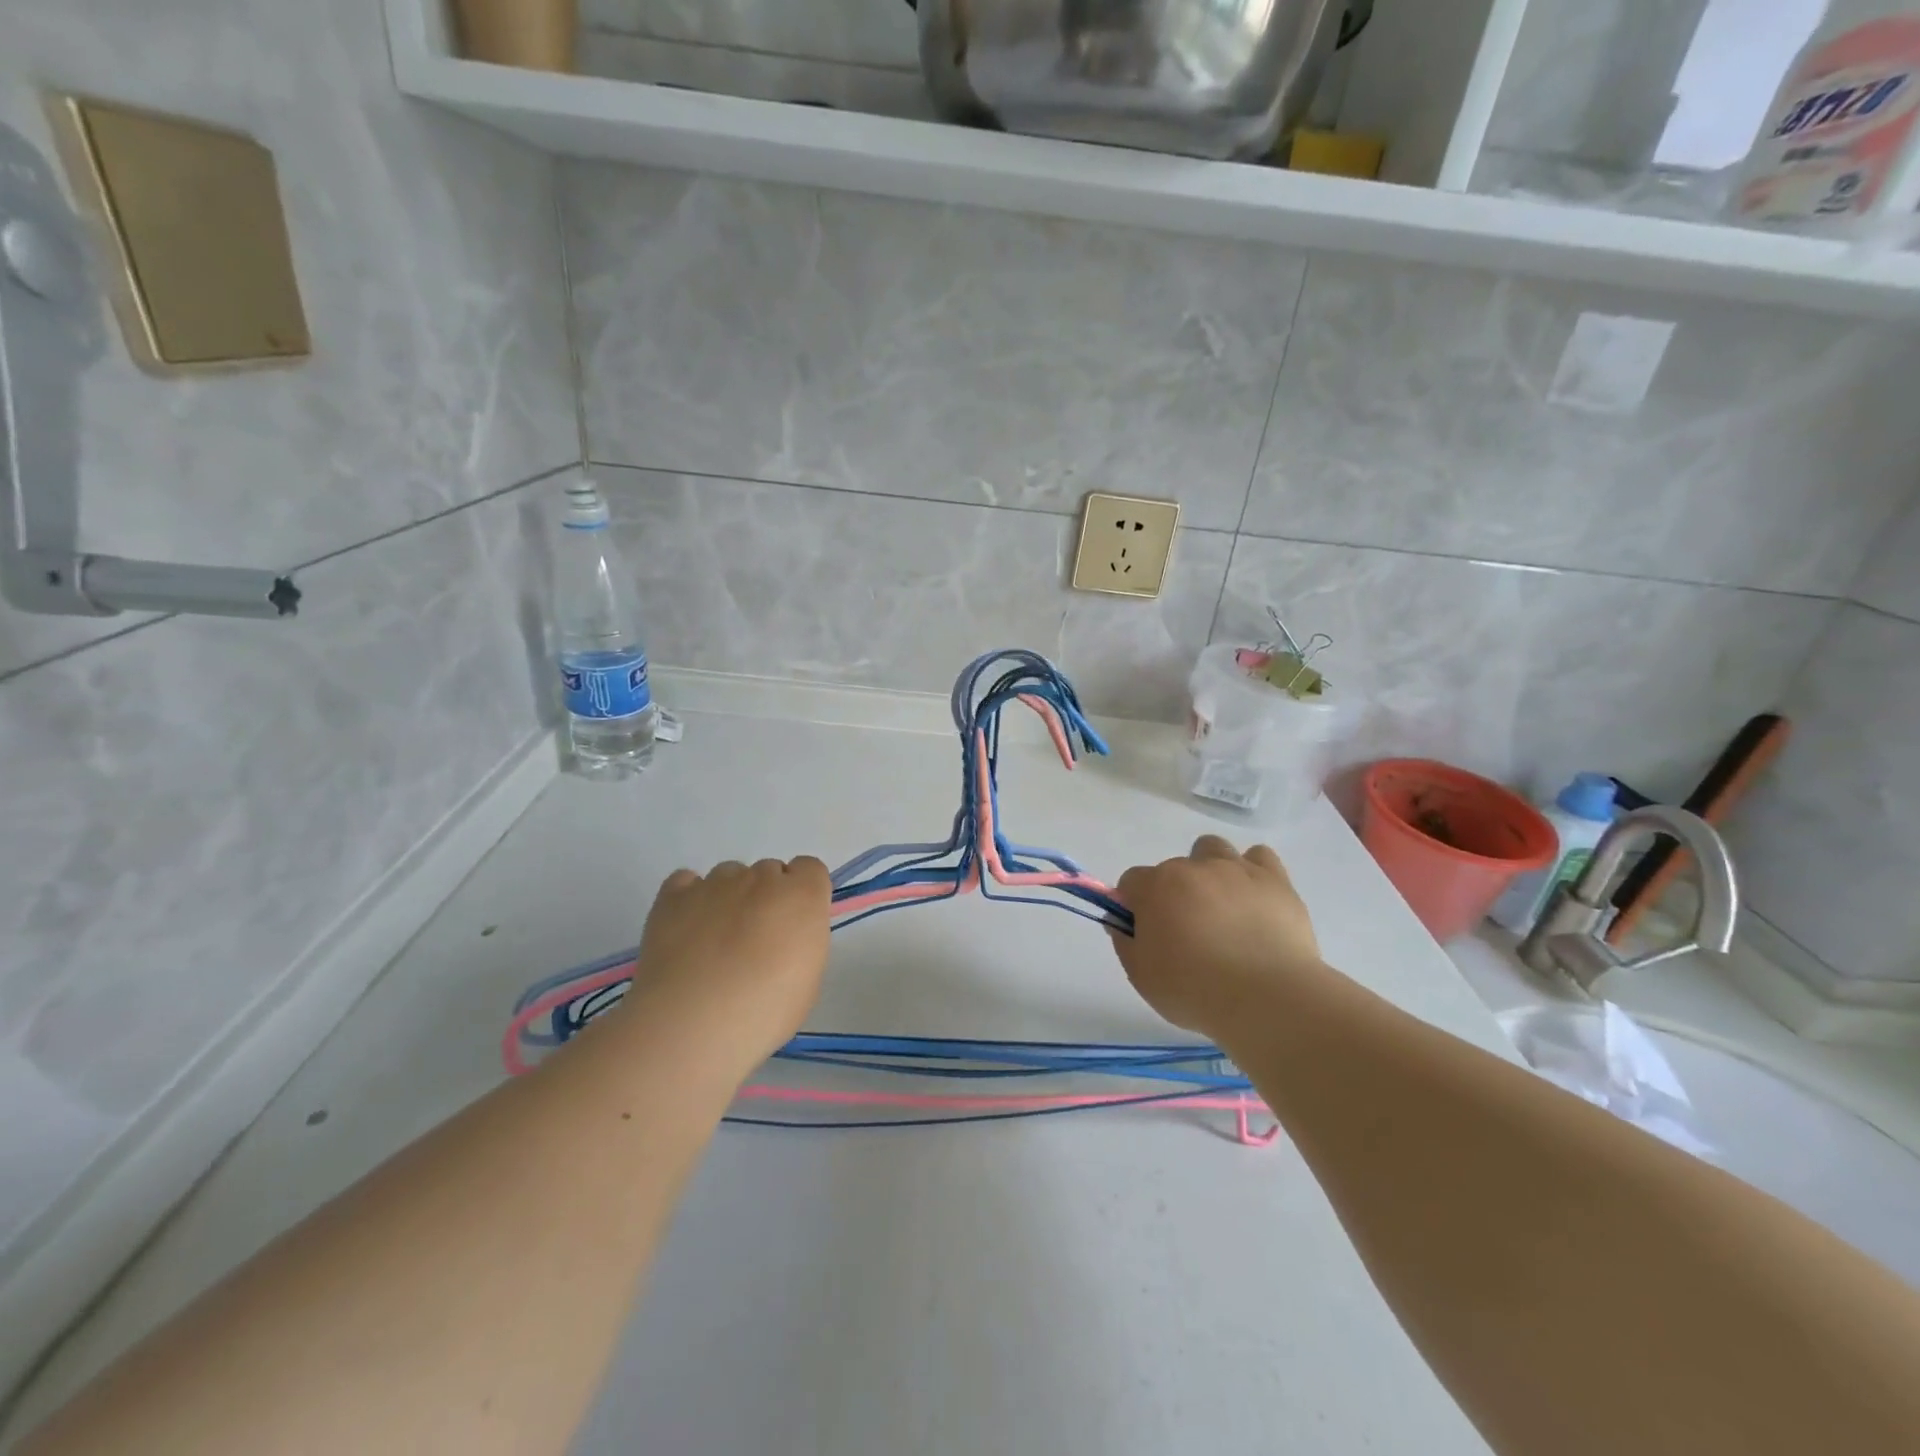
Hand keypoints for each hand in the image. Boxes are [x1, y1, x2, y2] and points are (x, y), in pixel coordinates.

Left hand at [621, 856, 832, 1074]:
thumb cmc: (764, 1012)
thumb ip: (802, 942)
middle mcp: (761, 878)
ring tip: (714, 942)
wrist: (693, 1024)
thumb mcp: (808, 981)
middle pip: (769, 872)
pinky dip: (689, 899)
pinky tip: (686, 930)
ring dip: (729, 898)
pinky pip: (686, 882)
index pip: (810, 869)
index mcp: (802, 896)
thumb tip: (785, 937)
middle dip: (765, 898)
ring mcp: (715, 883)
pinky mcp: (673, 896)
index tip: (793, 926)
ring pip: (729, 875)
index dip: (802, 895)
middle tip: (754, 941)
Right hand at [1110, 835, 1325, 1043]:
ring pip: (1212, 849)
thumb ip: (1125, 942)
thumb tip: (1121, 922)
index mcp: (1156, 887)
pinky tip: (1254, 899)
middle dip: (1174, 894)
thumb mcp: (1142, 976)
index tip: (1146, 933)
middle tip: (1188, 932)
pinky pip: (1259, 856)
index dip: (1134, 906)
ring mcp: (1235, 869)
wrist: (1268, 999)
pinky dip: (1252, 872)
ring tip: (1221, 907)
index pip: (1131, 882)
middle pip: (1172, 869)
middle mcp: (1192, 867)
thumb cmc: (1195, 991)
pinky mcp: (1274, 879)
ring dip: (1209, 871)